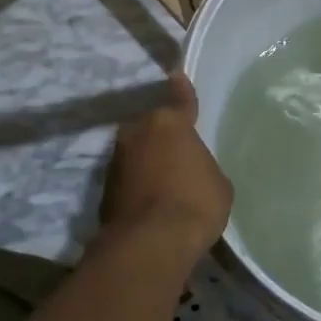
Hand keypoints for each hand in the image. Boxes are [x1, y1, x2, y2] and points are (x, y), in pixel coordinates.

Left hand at [98, 72, 232, 262]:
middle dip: (161, 135)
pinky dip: (137, 184)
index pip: (179, 99)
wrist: (150, 244)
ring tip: (164, 178)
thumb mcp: (216, 182)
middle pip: (151, 126)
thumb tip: (191, 168)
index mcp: (168, 122)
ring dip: (147, 160)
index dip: (182, 90)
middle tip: (176, 149)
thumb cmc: (195, 203)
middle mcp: (137, 133)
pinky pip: (128, 178)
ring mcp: (116, 161)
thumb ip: (202, 165)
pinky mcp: (104, 190)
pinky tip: (151, 200)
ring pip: (136, 152)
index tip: (176, 75)